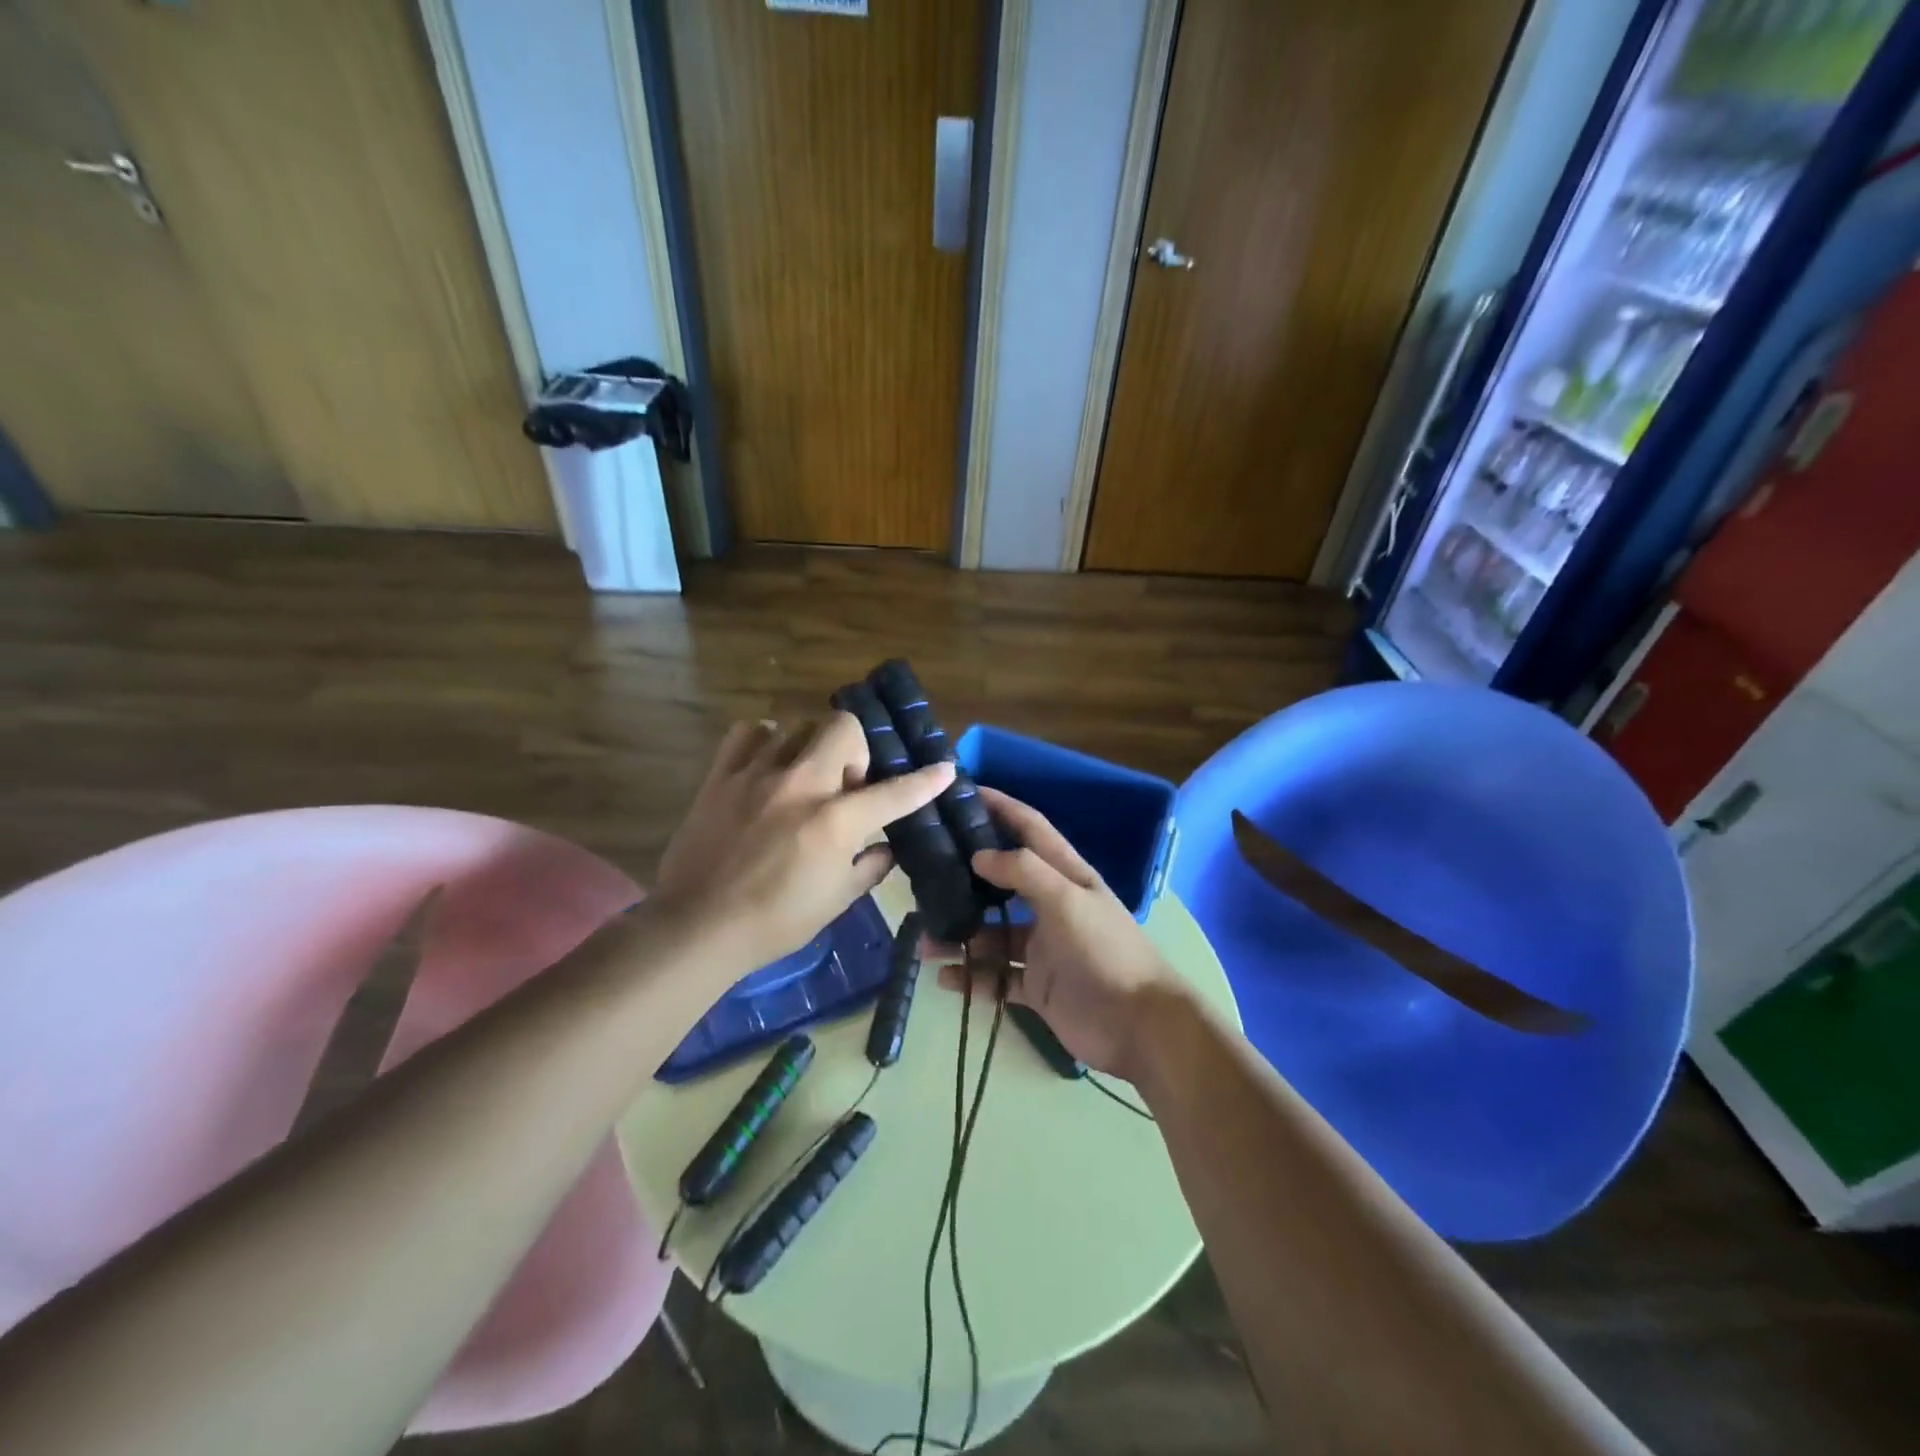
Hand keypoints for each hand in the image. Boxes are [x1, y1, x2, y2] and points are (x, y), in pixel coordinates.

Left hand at [654, 713, 953, 972]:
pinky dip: (765, 741)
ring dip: (812, 747)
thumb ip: (870, 867)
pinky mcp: (721, 776)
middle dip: (857, 749)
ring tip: (804, 777)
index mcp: (835, 822)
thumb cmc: (775, 922)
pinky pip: (748, 732)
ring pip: (797, 725)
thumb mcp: (837, 901)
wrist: (698, 928)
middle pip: (843, 728)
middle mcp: (801, 785)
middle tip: (846, 784)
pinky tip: (768, 764)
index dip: (926, 780)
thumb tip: (888, 848)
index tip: (944, 768)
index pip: (894, 792)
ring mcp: (757, 775)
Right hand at [937, 787, 1184, 1080]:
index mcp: (1066, 876)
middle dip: (966, 879)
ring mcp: (1042, 948)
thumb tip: (979, 855)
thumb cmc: (1105, 951)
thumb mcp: (1068, 899)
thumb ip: (1024, 872)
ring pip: (991, 935)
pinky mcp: (1036, 986)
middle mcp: (1052, 906)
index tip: (964, 793)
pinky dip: (971, 979)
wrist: (1138, 1026)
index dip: (1001, 807)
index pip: (1030, 829)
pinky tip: (945, 980)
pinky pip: (995, 978)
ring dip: (960, 938)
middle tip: (923, 875)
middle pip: (1002, 884)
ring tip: (924, 944)